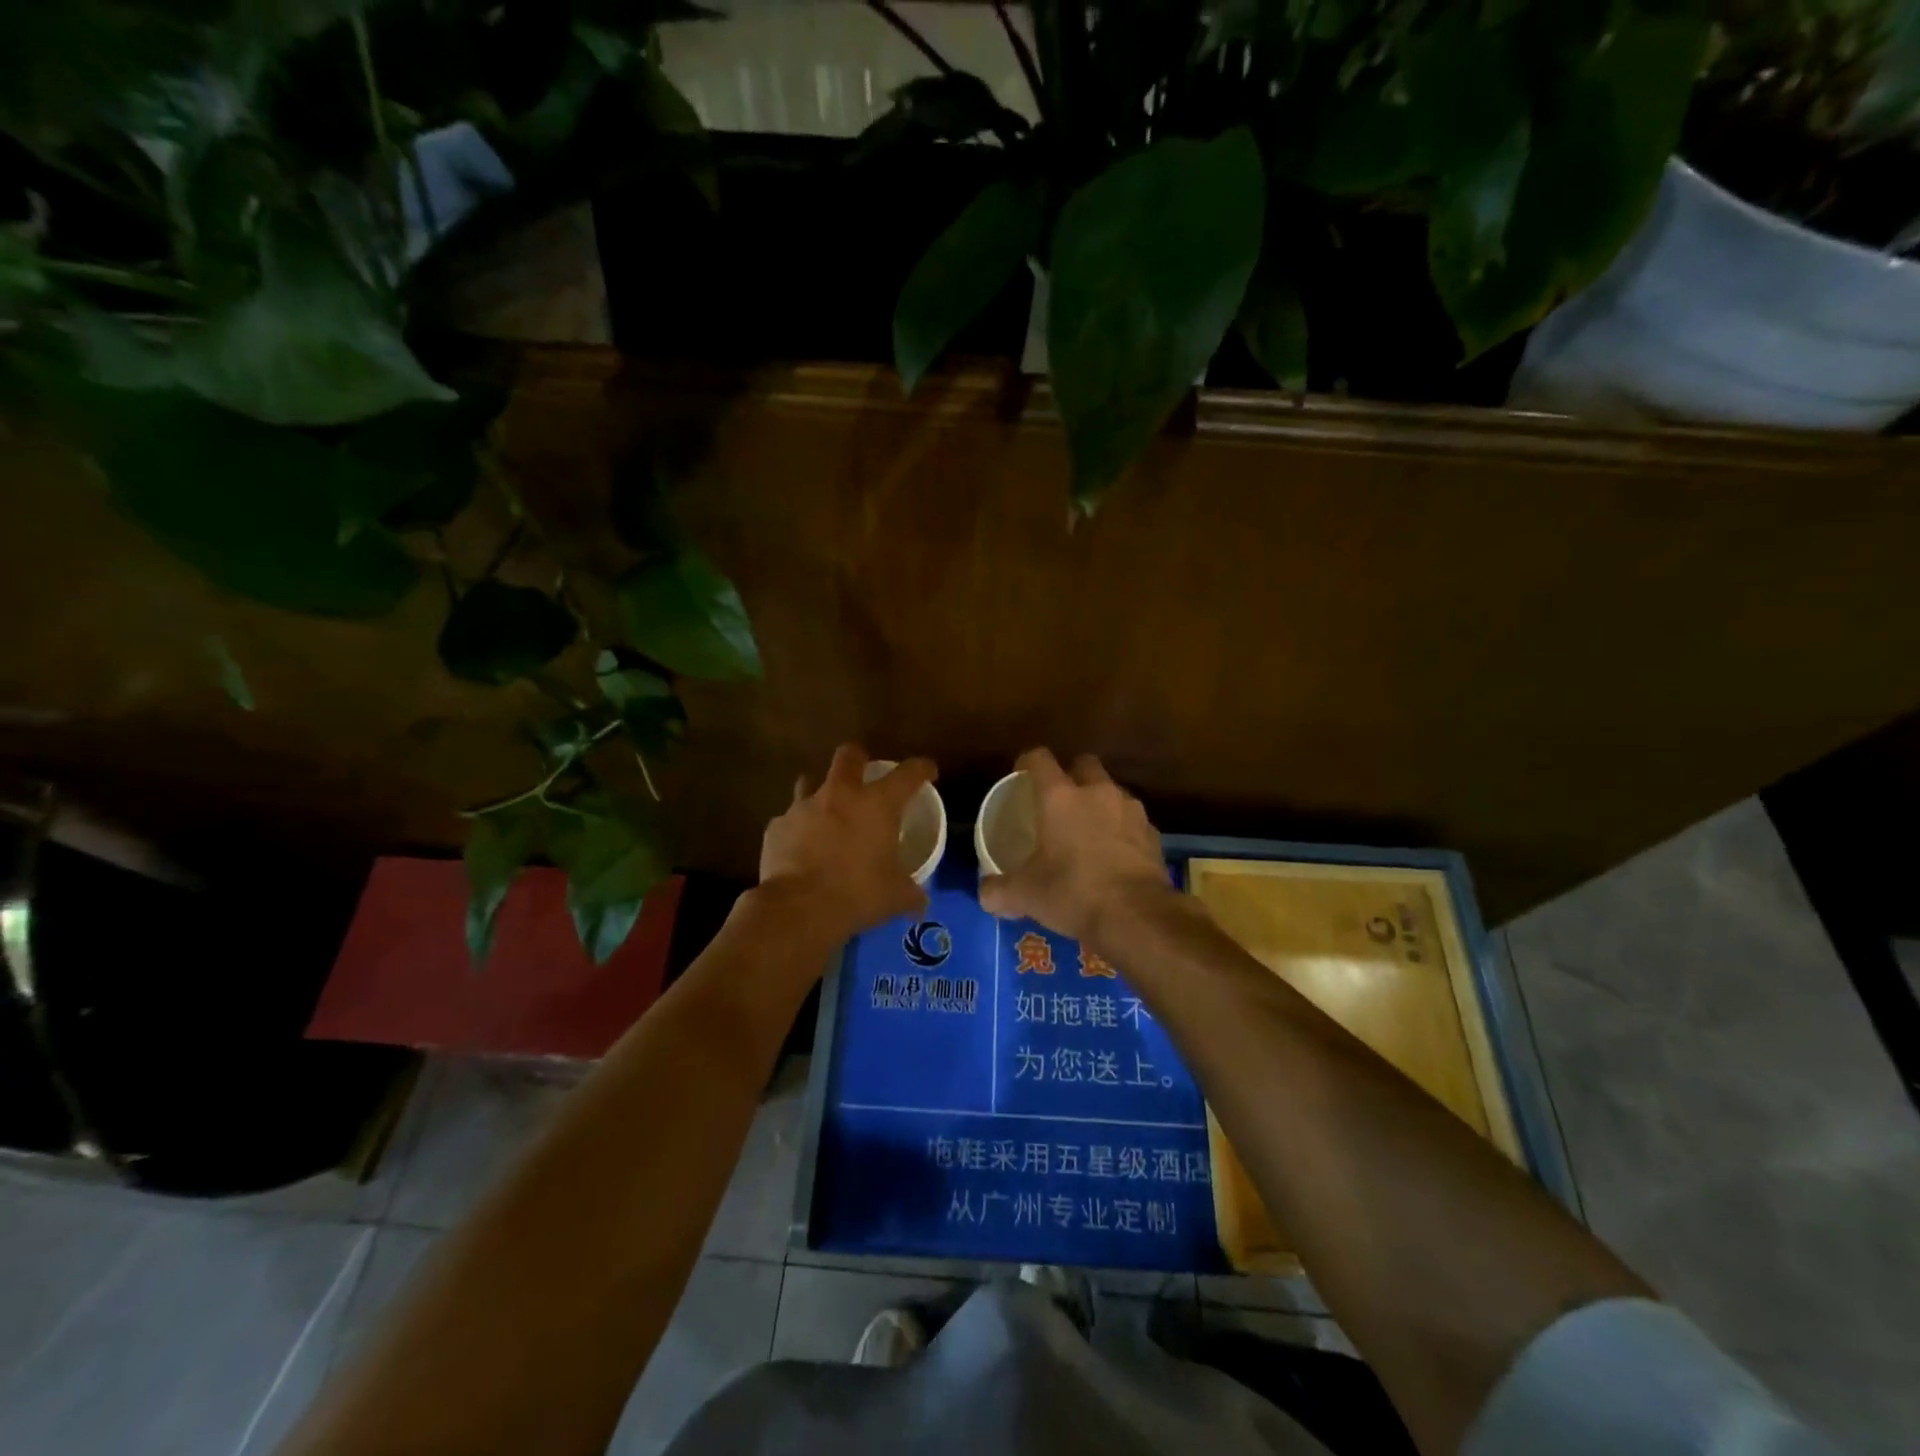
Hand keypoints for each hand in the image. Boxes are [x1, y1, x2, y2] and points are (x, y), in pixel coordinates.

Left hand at [757, 744, 936, 944]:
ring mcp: (803, 807)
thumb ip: (911, 894)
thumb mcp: (895, 896)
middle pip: (849, 756)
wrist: (799, 908)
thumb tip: (921, 905)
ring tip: (826, 812)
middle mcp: (840, 795)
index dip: (921, 768)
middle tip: (864, 775)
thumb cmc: (858, 893)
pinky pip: (788, 820)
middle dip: (858, 759)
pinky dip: (796, 829)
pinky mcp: (777, 827)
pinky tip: (799, 848)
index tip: (928, 772)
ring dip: (820, 792)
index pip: (908, 773)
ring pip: (809, 782)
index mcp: (877, 804)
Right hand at [979, 749, 1172, 945]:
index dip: (1028, 762)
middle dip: (1071, 775)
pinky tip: (1114, 855)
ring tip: (1088, 831)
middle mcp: (1097, 793)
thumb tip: (985, 894)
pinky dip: (1122, 830)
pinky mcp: (1152, 834)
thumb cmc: (1073, 893)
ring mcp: (1130, 810)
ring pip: (1112, 791)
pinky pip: (1132, 821)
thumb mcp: (1025, 895)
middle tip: (1059, 801)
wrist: (1136, 917)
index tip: (1021, 775)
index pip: (1040, 759)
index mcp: (1060, 797)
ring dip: (1099, 803)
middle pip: (1084, 764)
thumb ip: (998, 891)